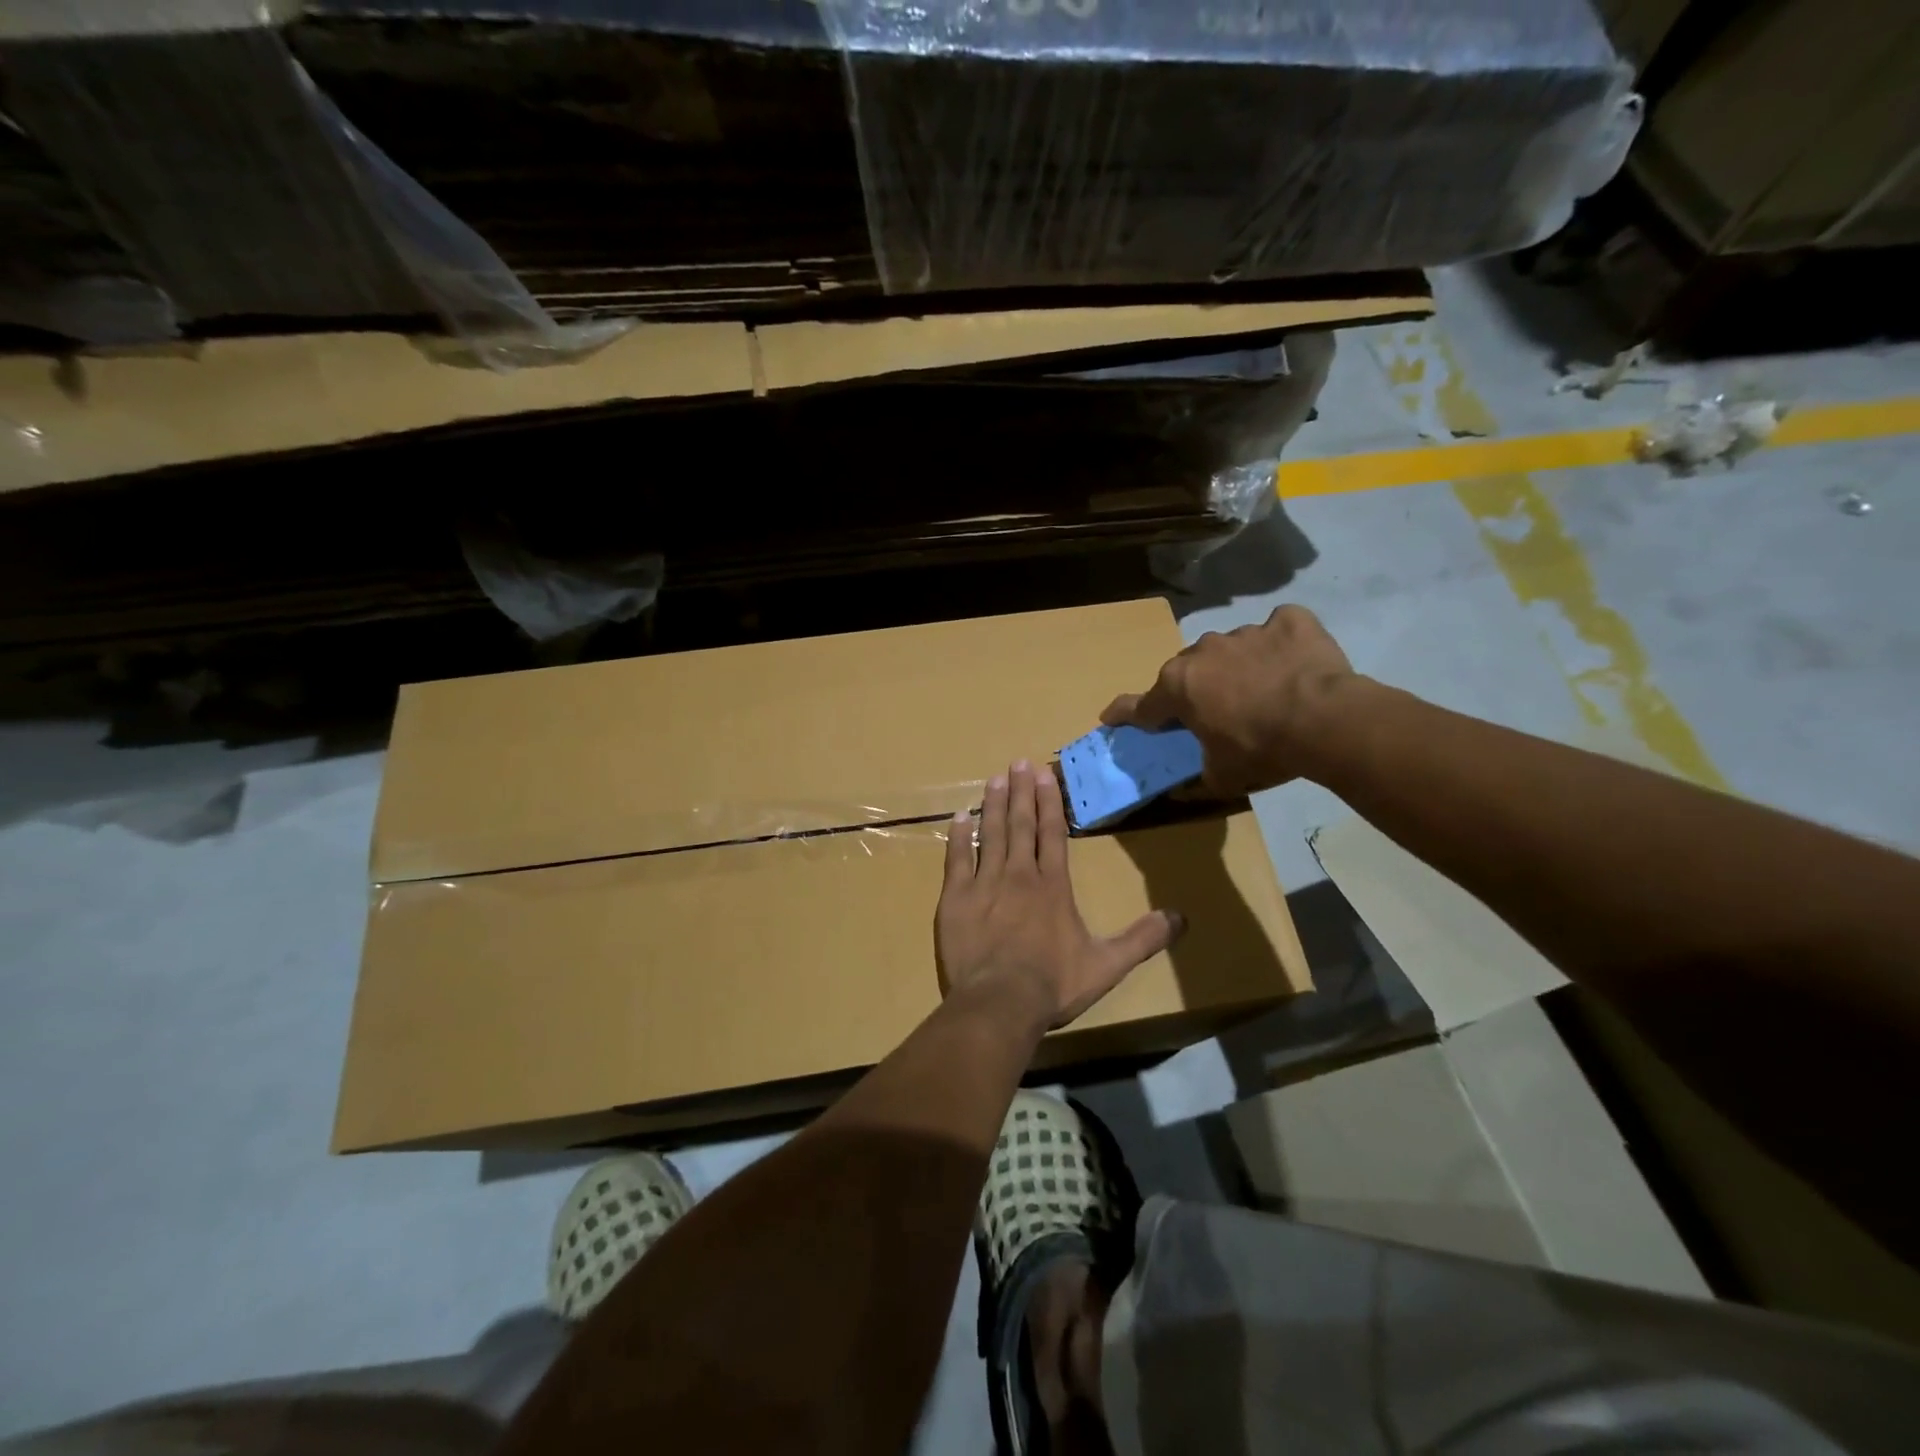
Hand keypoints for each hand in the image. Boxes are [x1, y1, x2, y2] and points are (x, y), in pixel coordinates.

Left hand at [937, 760, 1183, 1027]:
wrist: (1000, 1003)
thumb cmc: (1054, 984)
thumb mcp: (1107, 965)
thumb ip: (1142, 939)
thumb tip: (1181, 918)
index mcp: (1052, 886)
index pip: (1053, 833)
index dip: (1049, 802)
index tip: (1045, 774)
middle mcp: (1019, 875)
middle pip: (1021, 825)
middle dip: (1021, 792)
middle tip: (1018, 763)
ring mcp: (984, 884)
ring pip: (990, 834)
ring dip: (993, 805)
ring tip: (995, 778)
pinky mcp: (955, 898)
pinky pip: (956, 859)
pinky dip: (958, 837)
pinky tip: (958, 817)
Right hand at [1102, 604, 1356, 796]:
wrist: (1326, 721)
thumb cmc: (1261, 749)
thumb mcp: (1223, 777)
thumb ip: (1197, 779)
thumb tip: (1182, 789)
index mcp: (1178, 687)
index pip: (1141, 705)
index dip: (1124, 714)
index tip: (1110, 716)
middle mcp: (1203, 652)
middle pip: (1188, 671)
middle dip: (1195, 689)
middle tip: (1215, 712)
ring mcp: (1245, 632)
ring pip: (1230, 649)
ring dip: (1238, 667)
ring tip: (1264, 690)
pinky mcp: (1288, 621)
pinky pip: (1278, 629)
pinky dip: (1282, 643)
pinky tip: (1295, 662)